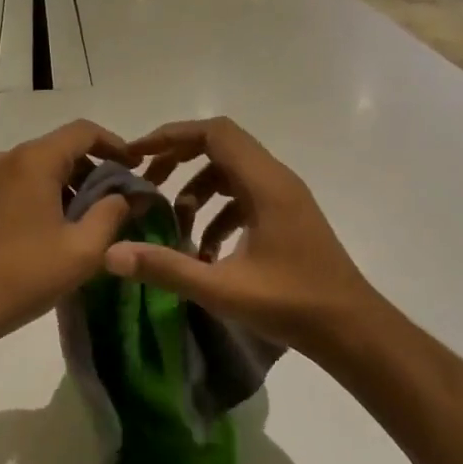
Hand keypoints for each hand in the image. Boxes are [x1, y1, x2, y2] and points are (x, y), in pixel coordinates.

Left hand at [0, 120, 133, 353]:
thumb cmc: (24, 276)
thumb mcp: (82, 249)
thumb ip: (113, 214)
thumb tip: (129, 195)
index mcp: (32, 160)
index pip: (83, 131)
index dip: (116, 145)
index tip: (136, 169)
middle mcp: (6, 158)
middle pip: (60, 149)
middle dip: (94, 171)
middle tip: (118, 204)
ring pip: (40, 168)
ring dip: (69, 186)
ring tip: (90, 223)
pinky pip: (20, 184)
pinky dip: (45, 195)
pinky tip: (56, 230)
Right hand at [105, 117, 375, 359]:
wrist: (351, 330)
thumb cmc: (291, 304)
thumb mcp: (222, 289)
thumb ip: (165, 268)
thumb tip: (111, 254)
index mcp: (265, 184)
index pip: (214, 133)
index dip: (171, 136)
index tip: (137, 155)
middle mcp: (276, 180)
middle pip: (220, 147)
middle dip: (177, 160)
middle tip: (145, 184)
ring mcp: (284, 199)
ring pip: (230, 174)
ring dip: (196, 190)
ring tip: (172, 222)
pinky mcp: (285, 218)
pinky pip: (243, 198)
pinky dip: (217, 213)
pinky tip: (203, 250)